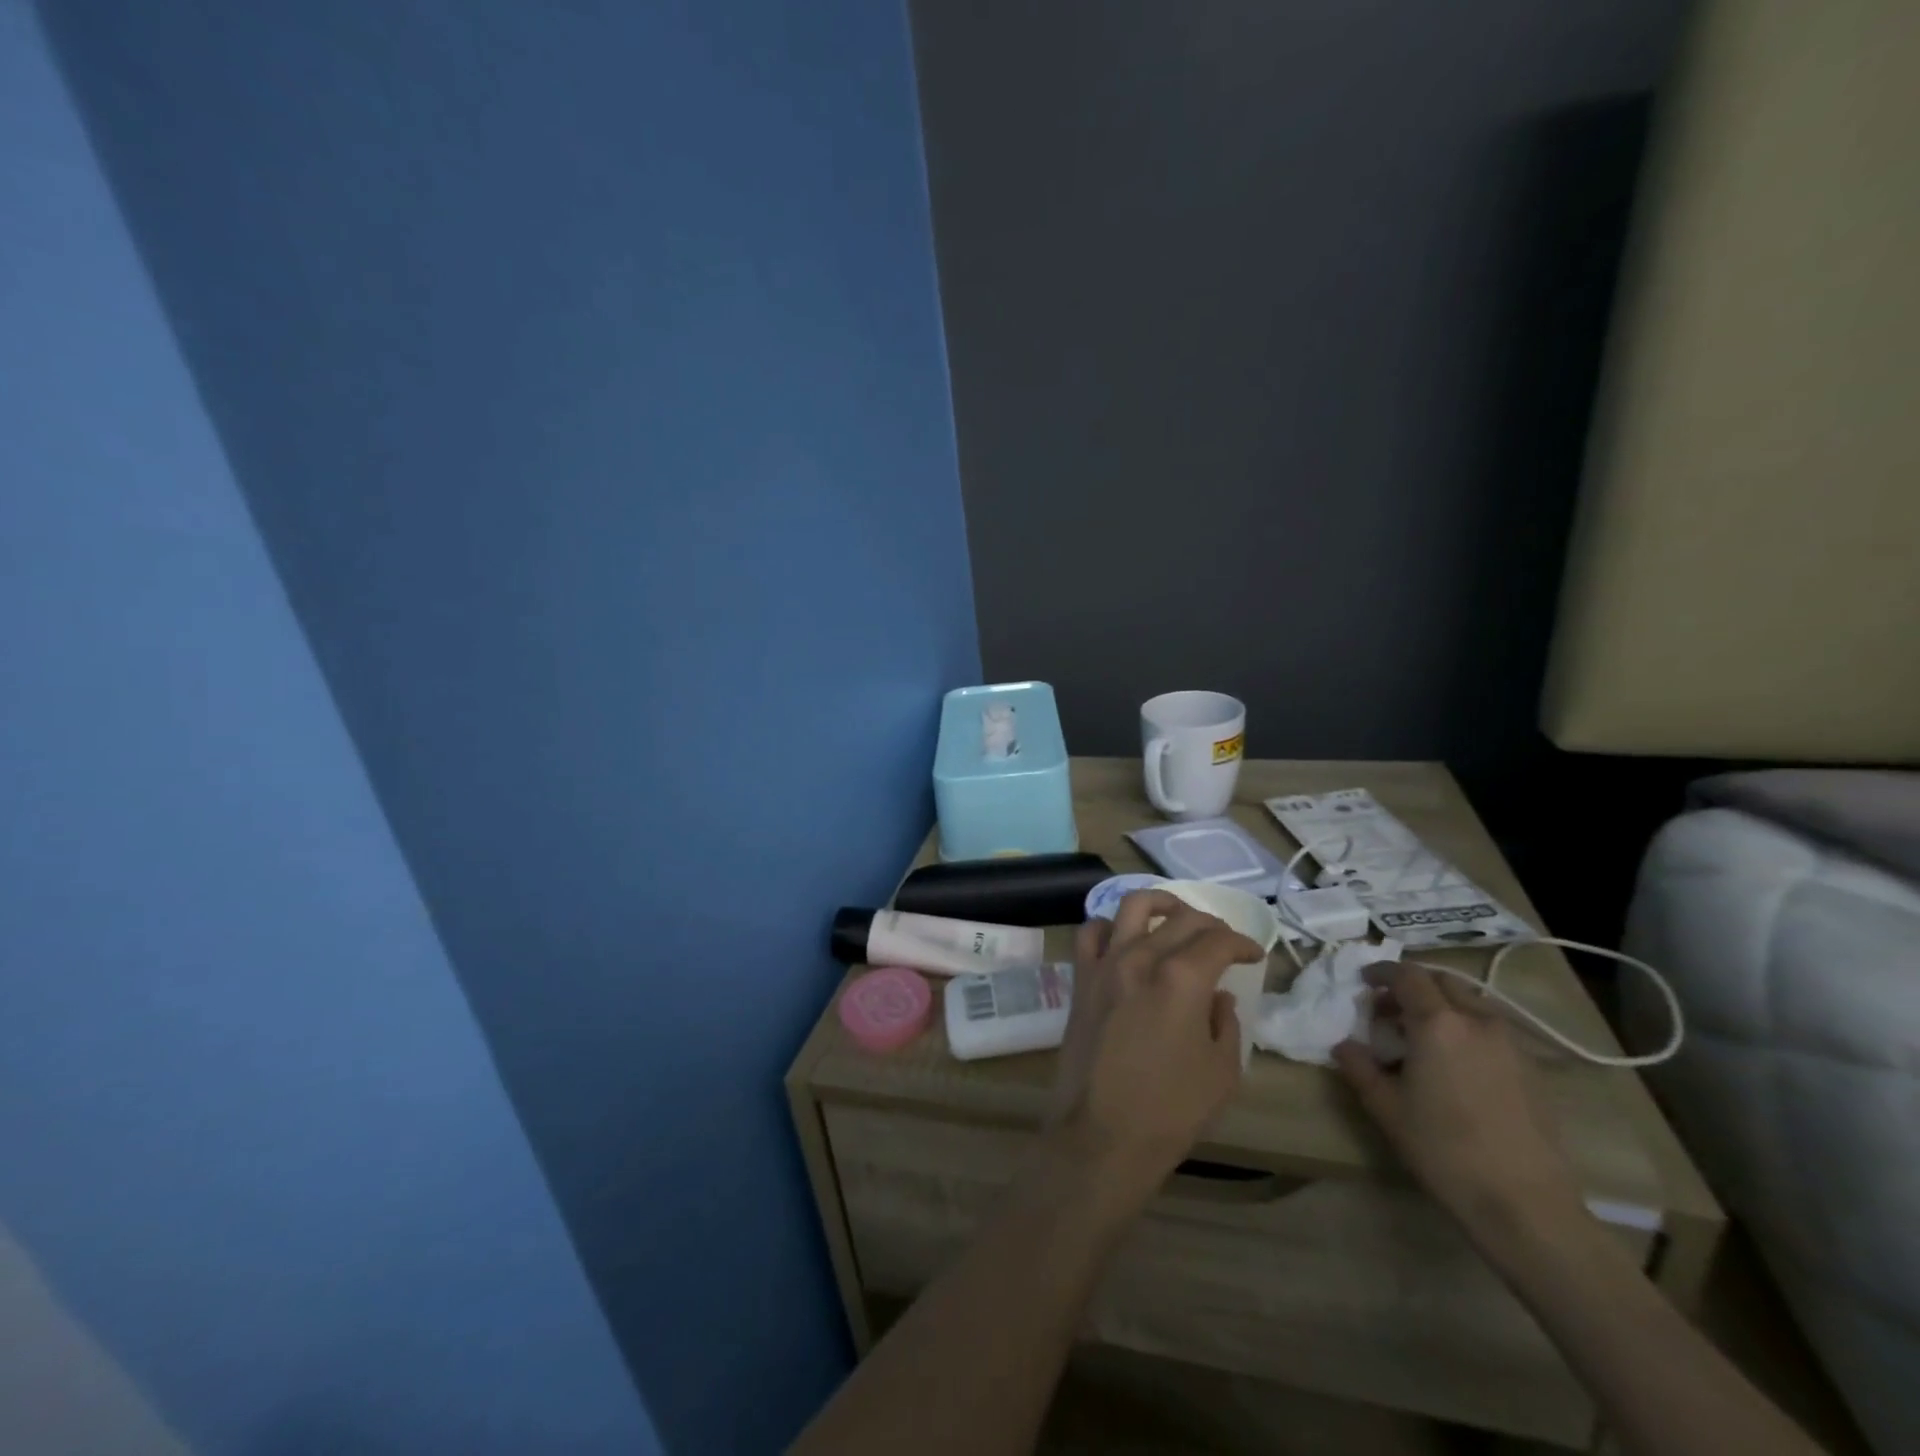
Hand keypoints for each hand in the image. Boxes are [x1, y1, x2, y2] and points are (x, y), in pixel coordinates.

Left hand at [1046, 891, 1262, 1209]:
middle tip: (1224, 941)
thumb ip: (1225, 1022)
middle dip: (1210, 923)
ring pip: (1131, 907)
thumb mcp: (1222, 1071)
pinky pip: (1090, 932)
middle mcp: (1140, 957)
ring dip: (1160, 904)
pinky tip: (1124, 938)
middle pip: (1180, 918)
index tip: (1253, 954)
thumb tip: (1218, 995)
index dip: (1242, 942)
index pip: (1218, 940)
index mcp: (1181, 978)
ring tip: (1176, 918)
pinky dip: (1110, 925)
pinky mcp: (1081, 979)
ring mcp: (1105, 964)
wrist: (1102, 1134)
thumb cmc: (1171, 1110)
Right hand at [1332, 962, 1586, 1243]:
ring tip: (1422, 1036)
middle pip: (1443, 982)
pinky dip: (1467, 1028)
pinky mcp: (1533, 1070)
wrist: (1525, 1204)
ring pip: (1471, 1003)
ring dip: (1442, 1006)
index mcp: (1437, 1022)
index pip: (1407, 976)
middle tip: (1389, 1009)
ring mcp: (1511, 1044)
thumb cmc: (1444, 1149)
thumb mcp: (1386, 1108)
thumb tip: (1344, 1044)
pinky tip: (1456, 1063)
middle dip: (1413, 986)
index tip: (1364, 982)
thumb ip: (1359, 1067)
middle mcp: (1477, 1021)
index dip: (1382, 972)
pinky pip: (1492, 1029)